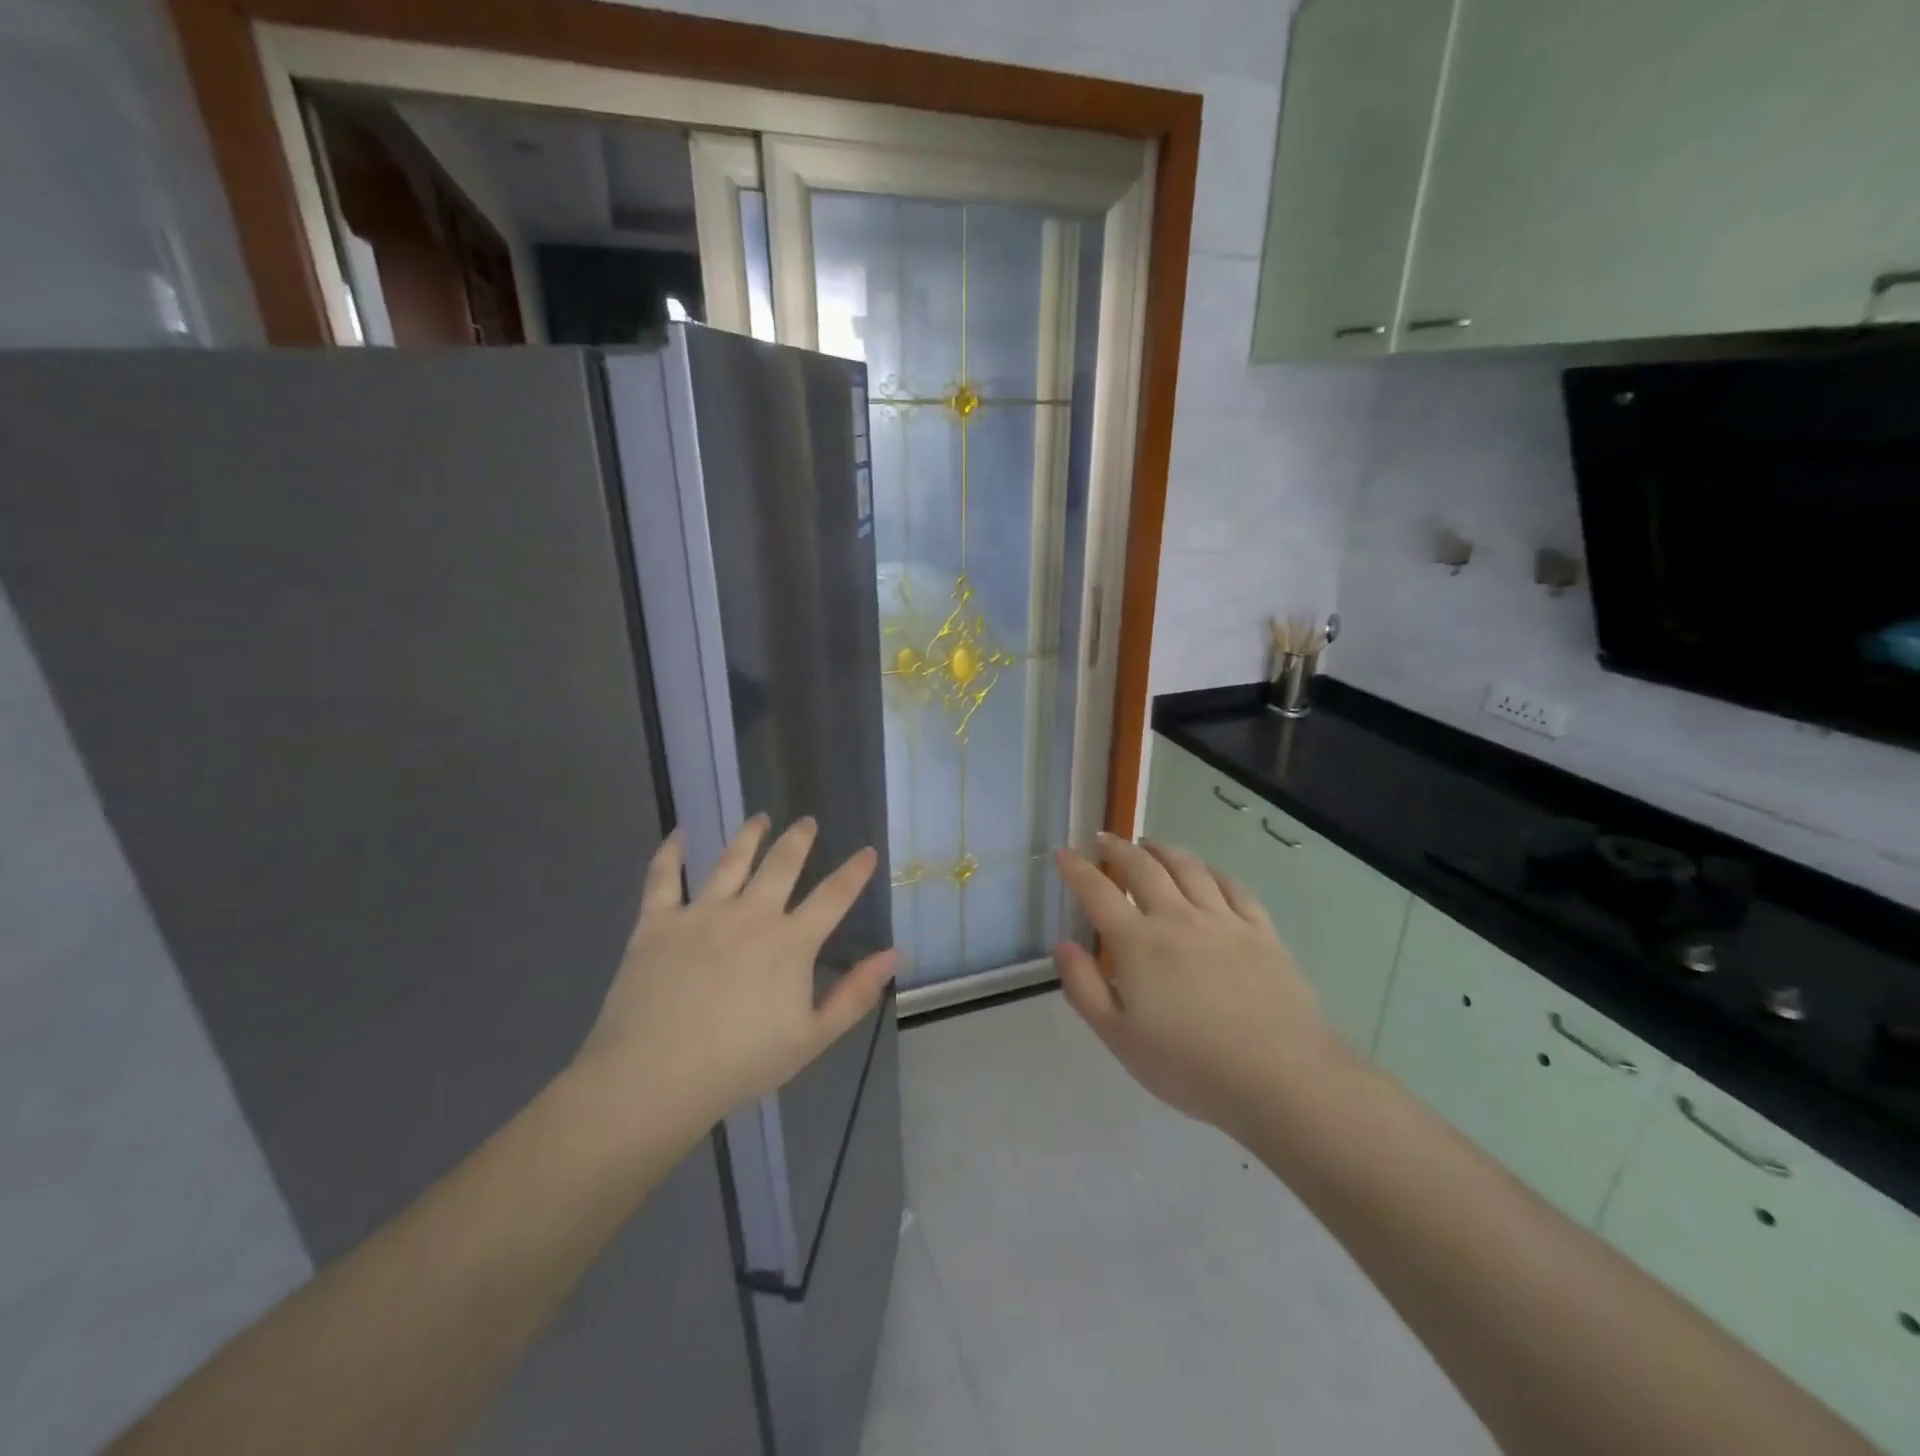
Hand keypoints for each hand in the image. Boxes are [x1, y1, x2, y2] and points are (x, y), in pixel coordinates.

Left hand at [576, 815, 897, 1132]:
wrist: (654, 1078)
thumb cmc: (740, 1064)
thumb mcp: (811, 1038)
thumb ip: (855, 994)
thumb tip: (893, 954)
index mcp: (790, 942)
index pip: (833, 895)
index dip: (854, 871)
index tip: (867, 851)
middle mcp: (750, 914)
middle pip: (781, 864)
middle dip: (799, 839)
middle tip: (807, 822)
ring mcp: (701, 913)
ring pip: (731, 860)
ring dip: (749, 835)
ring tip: (760, 818)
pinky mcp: (658, 922)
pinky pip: (663, 877)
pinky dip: (671, 852)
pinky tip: (679, 833)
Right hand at [1053, 834, 1342, 1134]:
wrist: (1280, 1077)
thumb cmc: (1189, 1065)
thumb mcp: (1119, 1038)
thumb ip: (1085, 988)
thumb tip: (1063, 945)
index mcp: (1138, 943)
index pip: (1098, 892)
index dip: (1076, 869)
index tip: (1063, 853)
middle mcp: (1177, 918)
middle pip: (1143, 868)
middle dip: (1118, 849)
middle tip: (1104, 839)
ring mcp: (1223, 920)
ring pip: (1188, 868)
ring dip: (1163, 850)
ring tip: (1150, 844)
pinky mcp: (1261, 931)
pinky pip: (1233, 887)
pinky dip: (1212, 871)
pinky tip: (1206, 871)